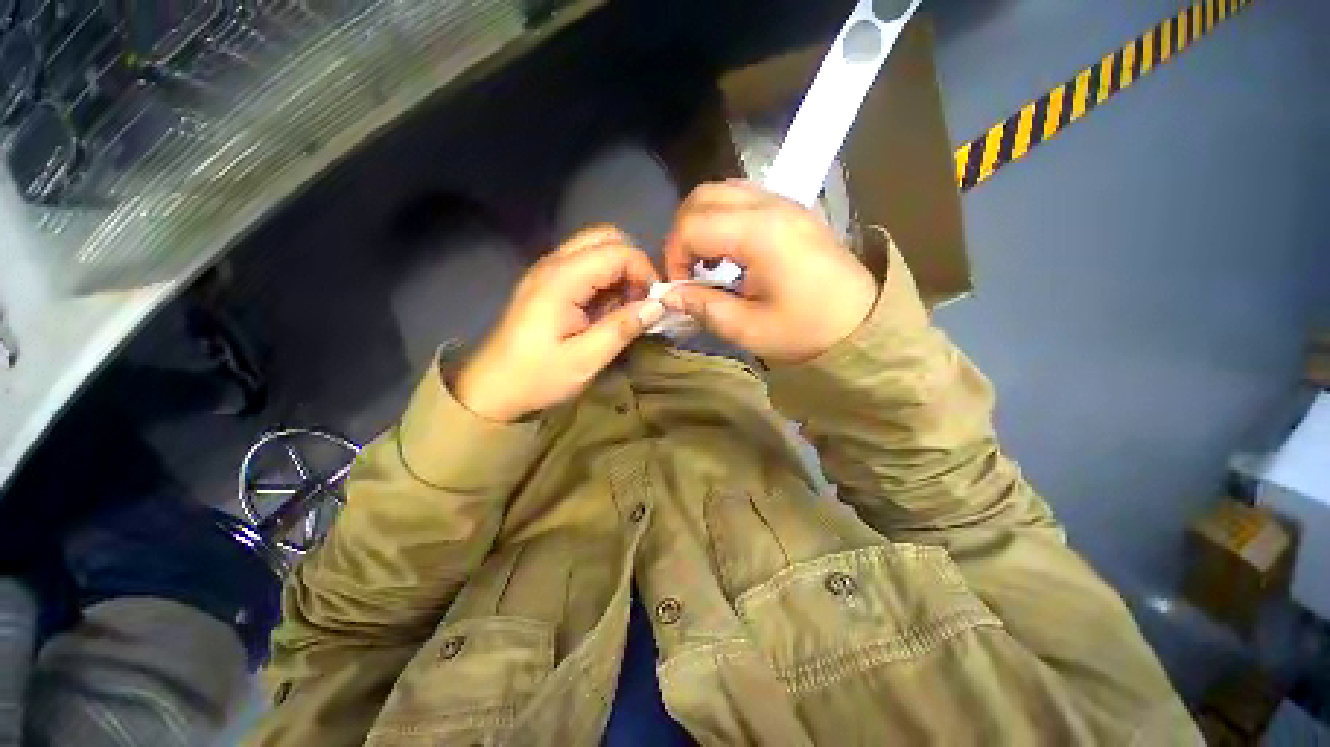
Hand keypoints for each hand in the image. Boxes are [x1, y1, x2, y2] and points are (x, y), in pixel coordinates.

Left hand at [453, 226, 664, 421]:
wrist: (492, 389)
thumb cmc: (536, 376)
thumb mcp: (585, 359)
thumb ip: (623, 328)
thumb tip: (658, 305)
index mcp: (562, 278)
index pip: (617, 251)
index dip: (644, 272)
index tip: (655, 303)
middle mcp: (554, 263)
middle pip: (605, 238)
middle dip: (632, 264)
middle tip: (640, 300)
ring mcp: (549, 271)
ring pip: (597, 249)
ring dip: (620, 273)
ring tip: (626, 309)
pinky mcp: (549, 284)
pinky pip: (586, 267)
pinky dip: (606, 282)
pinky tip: (607, 312)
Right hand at [661, 180, 877, 362]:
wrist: (861, 324)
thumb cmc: (806, 330)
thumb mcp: (748, 329)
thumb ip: (703, 306)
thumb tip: (669, 295)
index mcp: (760, 233)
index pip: (693, 225)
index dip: (674, 256)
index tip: (680, 287)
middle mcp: (771, 204)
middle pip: (703, 195)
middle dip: (682, 232)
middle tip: (687, 270)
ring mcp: (785, 202)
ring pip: (722, 190)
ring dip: (702, 222)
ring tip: (706, 261)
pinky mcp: (792, 209)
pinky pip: (744, 198)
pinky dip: (723, 218)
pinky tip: (729, 252)